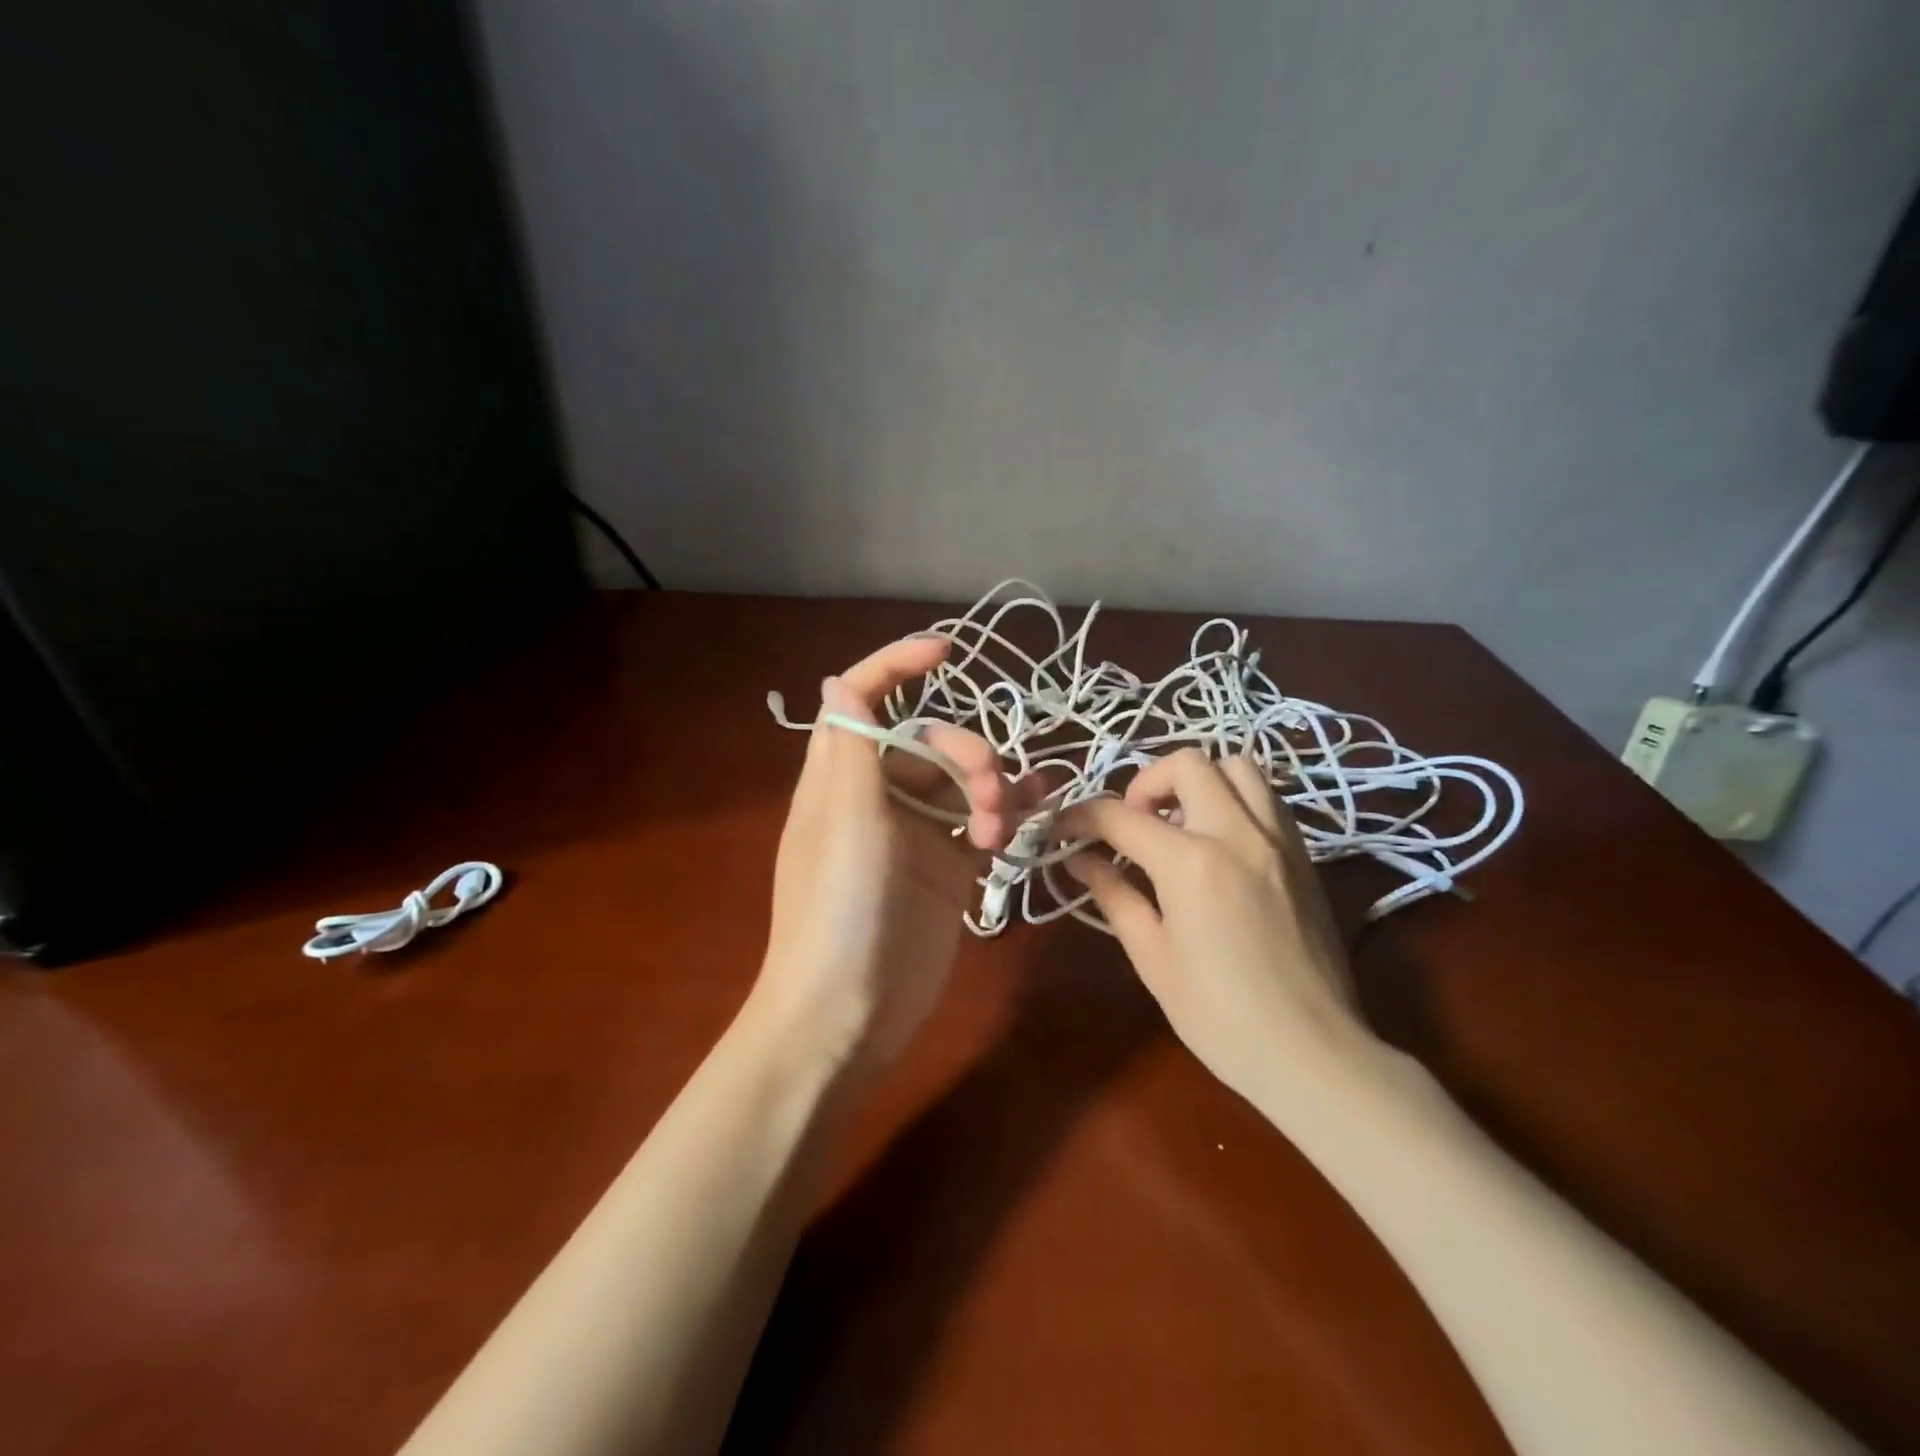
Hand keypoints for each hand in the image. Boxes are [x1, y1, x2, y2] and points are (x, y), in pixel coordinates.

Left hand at [751, 637, 1039, 1073]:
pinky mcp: (947, 873)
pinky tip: (1038, 813)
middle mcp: (878, 799)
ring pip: (963, 784)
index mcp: (843, 779)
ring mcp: (915, 837)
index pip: (865, 701)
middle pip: (931, 742)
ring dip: (992, 790)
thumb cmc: (836, 914)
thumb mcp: (845, 825)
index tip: (948, 651)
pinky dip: (1010, 815)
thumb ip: (851, 751)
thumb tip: (839, 679)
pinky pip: (983, 826)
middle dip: (966, 754)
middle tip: (986, 798)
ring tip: (999, 831)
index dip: (897, 665)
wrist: (846, 1017)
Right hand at [1059, 749, 1374, 1104]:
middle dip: (1146, 783)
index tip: (1063, 828)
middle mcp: (1237, 833)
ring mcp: (1279, 840)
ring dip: (1198, 782)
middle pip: (1187, 764)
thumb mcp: (1152, 957)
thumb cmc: (1220, 1016)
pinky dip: (1234, 800)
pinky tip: (1218, 844)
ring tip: (1179, 825)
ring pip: (1238, 767)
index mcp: (1191, 863)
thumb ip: (1114, 895)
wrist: (1312, 1054)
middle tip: (1133, 824)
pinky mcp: (1304, 855)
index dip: (1081, 817)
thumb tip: (1079, 860)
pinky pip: (1267, 798)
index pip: (1121, 817)